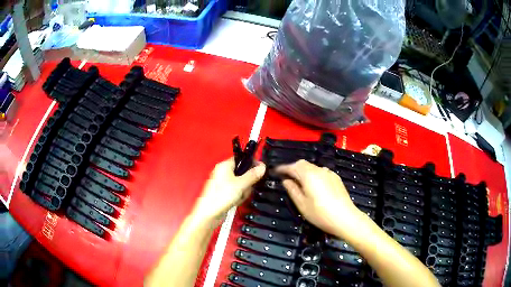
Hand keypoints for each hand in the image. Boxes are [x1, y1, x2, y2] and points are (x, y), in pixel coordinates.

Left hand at [192, 157, 265, 225]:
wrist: (209, 213)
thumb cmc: (221, 196)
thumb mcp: (241, 184)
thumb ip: (252, 175)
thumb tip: (262, 166)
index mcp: (224, 166)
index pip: (241, 159)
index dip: (251, 164)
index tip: (259, 170)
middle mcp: (223, 173)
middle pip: (243, 173)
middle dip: (247, 182)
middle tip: (245, 188)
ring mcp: (223, 183)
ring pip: (241, 184)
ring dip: (243, 191)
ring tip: (238, 197)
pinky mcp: (224, 193)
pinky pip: (236, 192)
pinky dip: (238, 197)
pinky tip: (235, 202)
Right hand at [276, 160, 363, 237]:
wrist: (345, 218)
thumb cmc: (320, 214)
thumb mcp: (302, 204)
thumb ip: (292, 190)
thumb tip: (286, 181)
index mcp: (308, 175)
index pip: (292, 167)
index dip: (283, 168)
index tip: (275, 171)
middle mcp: (319, 170)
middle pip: (303, 164)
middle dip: (293, 168)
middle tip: (286, 176)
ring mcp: (329, 173)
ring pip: (313, 167)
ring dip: (303, 171)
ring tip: (299, 181)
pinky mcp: (336, 178)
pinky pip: (321, 172)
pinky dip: (313, 175)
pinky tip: (314, 185)